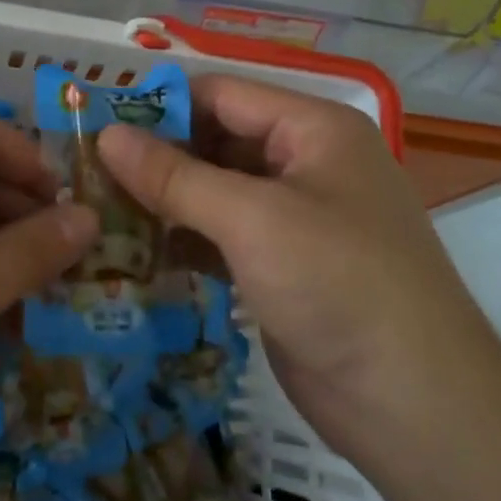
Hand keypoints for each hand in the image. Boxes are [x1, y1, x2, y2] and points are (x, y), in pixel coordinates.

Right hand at [97, 75, 494, 452]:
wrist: (415, 404)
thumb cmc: (338, 284)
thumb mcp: (252, 219)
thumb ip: (174, 176)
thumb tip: (106, 135)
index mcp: (313, 130)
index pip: (222, 95)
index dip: (158, 106)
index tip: (93, 124)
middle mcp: (306, 164)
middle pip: (216, 142)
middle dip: (156, 157)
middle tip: (85, 173)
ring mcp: (295, 218)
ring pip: (215, 192)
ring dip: (163, 201)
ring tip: (96, 210)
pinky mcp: (282, 266)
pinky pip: (222, 236)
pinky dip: (183, 239)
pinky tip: (134, 252)